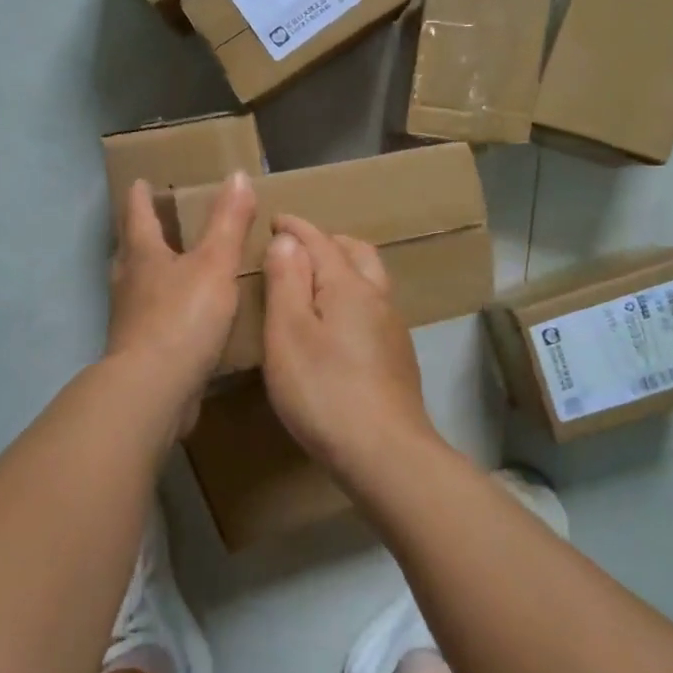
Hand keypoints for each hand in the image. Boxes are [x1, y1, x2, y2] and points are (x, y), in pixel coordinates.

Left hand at [106, 173, 256, 424]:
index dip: (139, 197)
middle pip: (130, 251)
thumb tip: (236, 175)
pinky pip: (151, 321)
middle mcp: (129, 284)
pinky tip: (182, 320)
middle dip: (139, 235)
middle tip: (151, 222)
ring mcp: (130, 320)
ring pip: (137, 287)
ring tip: (168, 269)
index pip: (137, 216)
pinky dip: (163, 311)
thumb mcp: (215, 263)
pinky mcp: (140, 352)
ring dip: (149, 274)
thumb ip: (228, 222)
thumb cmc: (182, 317)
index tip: (139, 182)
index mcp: (143, 256)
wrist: (154, 389)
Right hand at [261, 214, 436, 474]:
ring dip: (344, 267)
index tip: (275, 220)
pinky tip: (337, 324)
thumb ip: (286, 281)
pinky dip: (352, 296)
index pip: (320, 241)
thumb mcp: (288, 333)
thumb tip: (287, 240)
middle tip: (298, 247)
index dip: (295, 228)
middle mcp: (377, 298)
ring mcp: (392, 329)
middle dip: (327, 242)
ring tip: (315, 280)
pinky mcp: (397, 358)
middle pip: (357, 253)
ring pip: (371, 280)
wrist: (385, 453)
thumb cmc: (324, 390)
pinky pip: (373, 308)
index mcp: (349, 286)